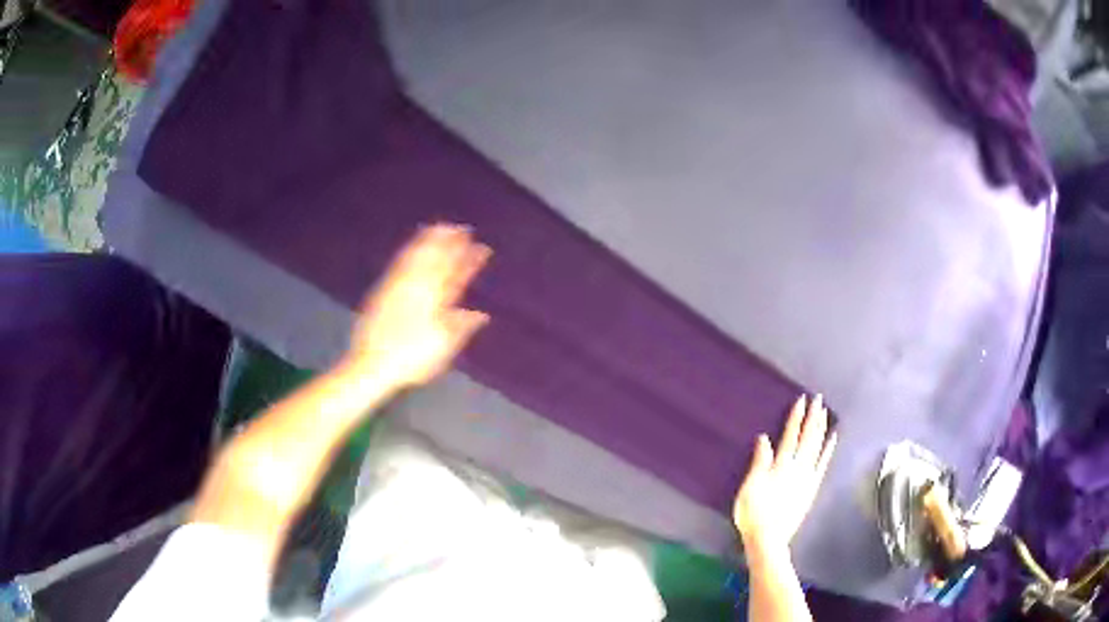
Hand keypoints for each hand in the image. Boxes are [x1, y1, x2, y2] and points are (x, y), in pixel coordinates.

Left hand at [345, 223, 490, 390]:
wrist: (371, 365)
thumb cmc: (411, 358)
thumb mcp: (443, 346)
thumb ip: (462, 326)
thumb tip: (481, 315)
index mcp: (434, 298)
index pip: (454, 272)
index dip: (467, 259)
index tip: (481, 247)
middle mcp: (416, 286)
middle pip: (434, 258)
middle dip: (448, 242)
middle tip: (461, 227)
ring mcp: (397, 286)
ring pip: (415, 256)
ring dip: (428, 241)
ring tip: (438, 228)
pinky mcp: (382, 292)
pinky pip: (400, 263)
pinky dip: (409, 251)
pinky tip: (411, 248)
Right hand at [733, 394, 836, 553]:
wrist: (769, 538)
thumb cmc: (753, 513)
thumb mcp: (749, 487)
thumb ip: (759, 462)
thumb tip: (764, 439)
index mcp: (781, 465)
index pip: (790, 435)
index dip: (796, 417)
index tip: (801, 400)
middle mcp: (797, 467)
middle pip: (807, 438)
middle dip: (813, 417)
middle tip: (818, 399)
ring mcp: (807, 478)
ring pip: (817, 447)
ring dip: (821, 429)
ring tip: (825, 412)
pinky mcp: (811, 488)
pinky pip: (822, 464)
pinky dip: (828, 450)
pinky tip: (832, 439)